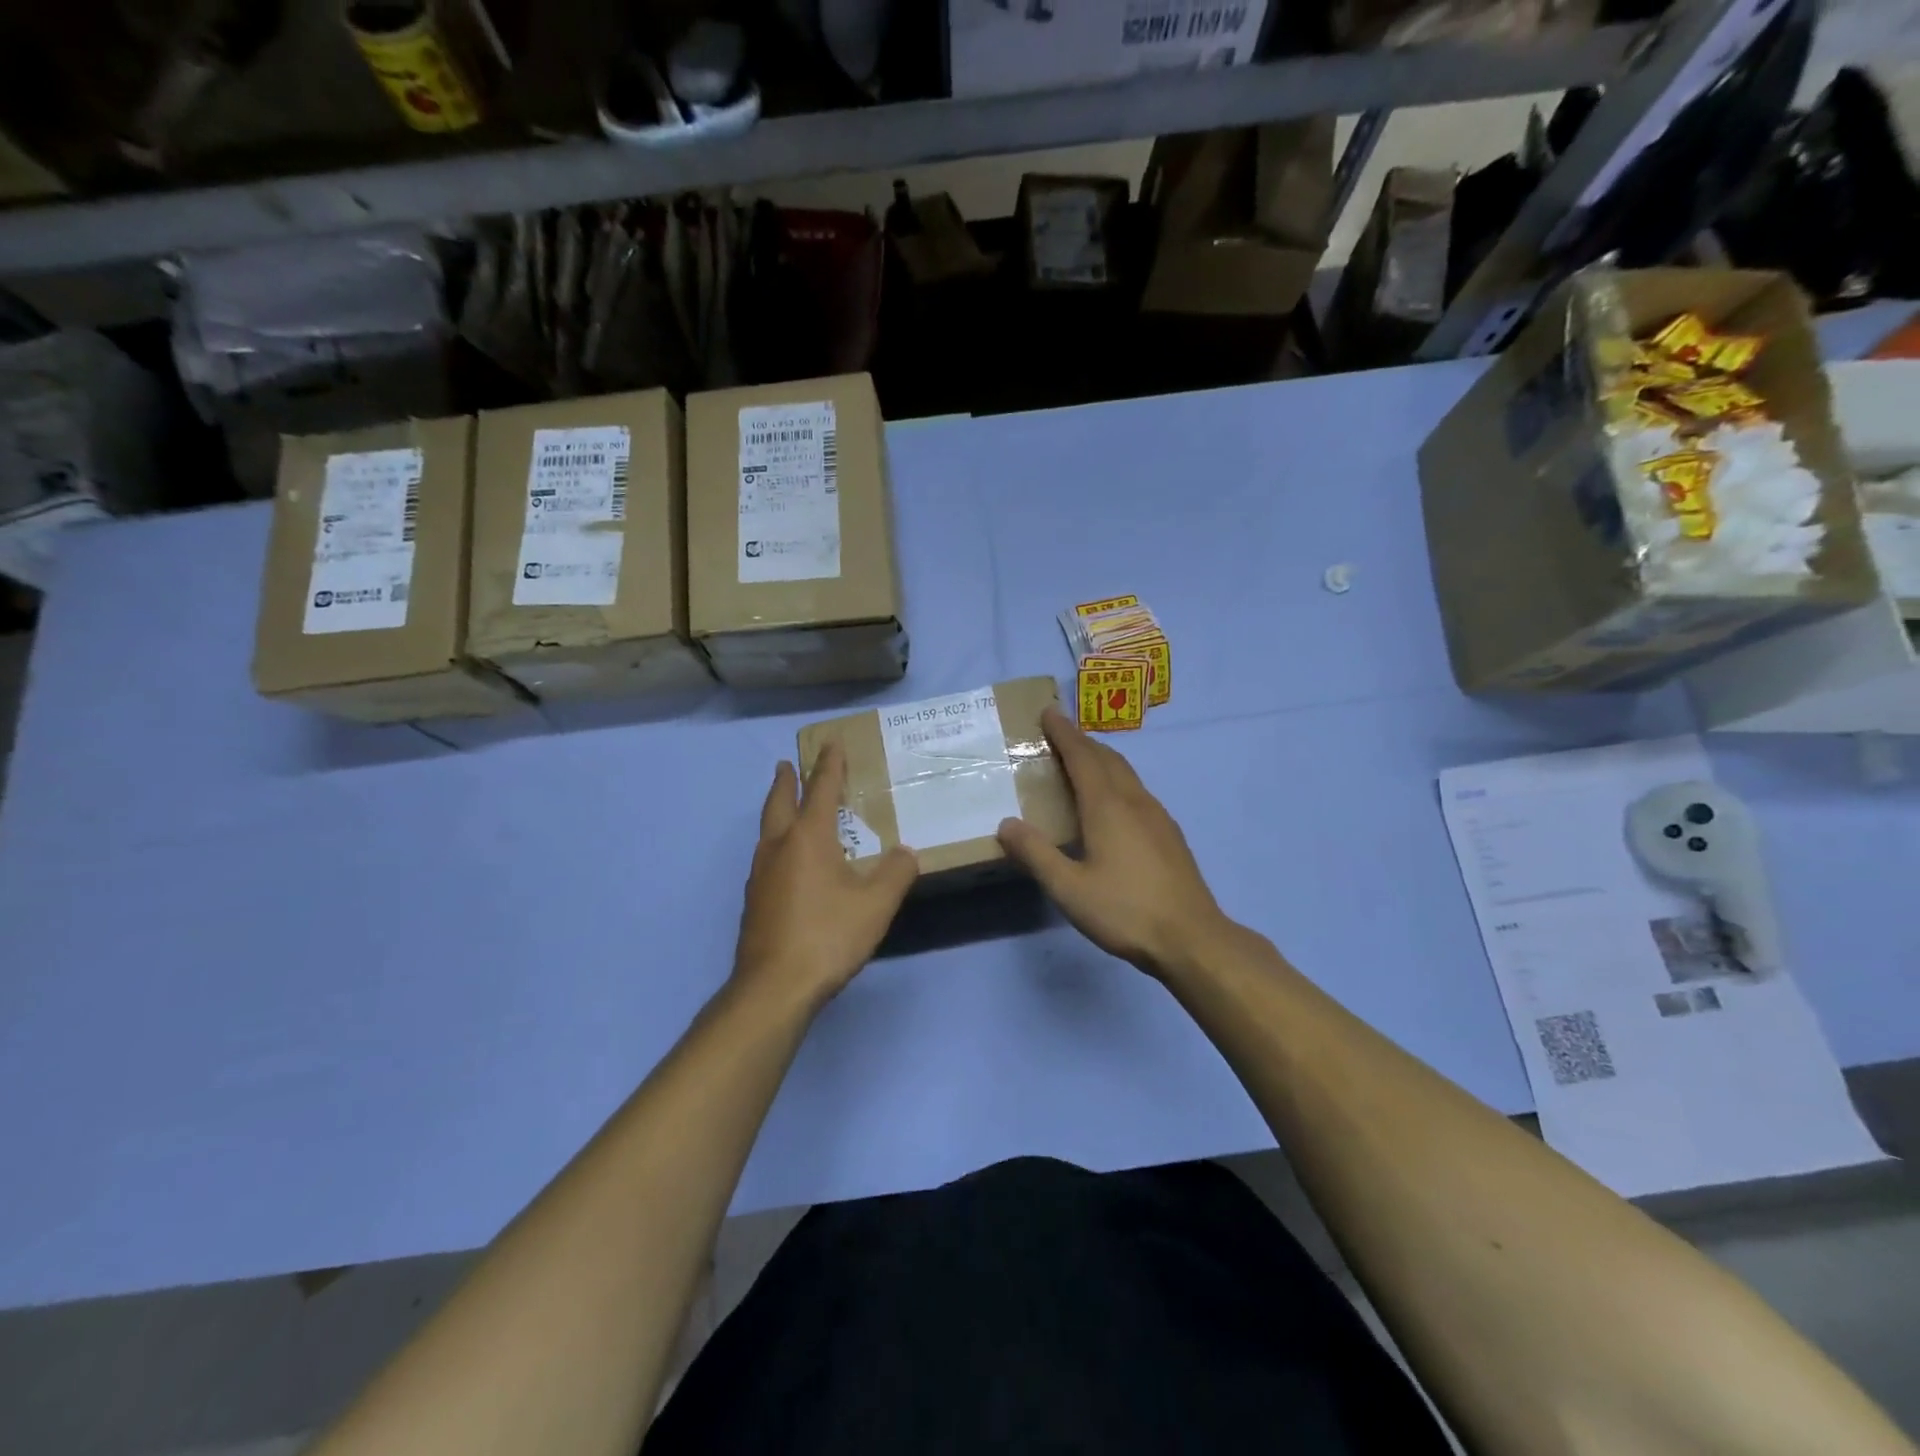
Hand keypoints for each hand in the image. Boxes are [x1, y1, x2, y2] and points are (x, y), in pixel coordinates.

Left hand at [732, 744, 918, 1011]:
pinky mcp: (754, 901)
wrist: (774, 987)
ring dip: (776, 810)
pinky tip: (785, 862)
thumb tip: (906, 852)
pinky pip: (766, 857)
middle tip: (787, 764)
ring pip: (767, 830)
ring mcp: (761, 875)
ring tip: (786, 808)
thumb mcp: (876, 904)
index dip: (828, 765)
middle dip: (786, 780)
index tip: (830, 743)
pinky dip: (776, 843)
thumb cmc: (828, 935)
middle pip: (779, 802)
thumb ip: (895, 873)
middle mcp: (779, 847)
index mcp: (808, 838)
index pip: (821, 789)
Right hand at [997, 707, 1229, 978]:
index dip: (1064, 733)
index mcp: (1108, 806)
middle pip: (1107, 758)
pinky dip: (1117, 780)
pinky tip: (1113, 804)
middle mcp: (1135, 801)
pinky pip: (1138, 791)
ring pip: (1126, 774)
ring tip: (1082, 762)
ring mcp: (1158, 817)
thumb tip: (1006, 824)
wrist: (1192, 938)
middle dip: (1082, 741)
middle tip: (1059, 734)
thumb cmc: (1125, 910)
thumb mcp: (1068, 888)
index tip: (1048, 712)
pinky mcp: (1170, 834)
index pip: (1082, 756)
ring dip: (1102, 759)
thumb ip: (1036, 854)